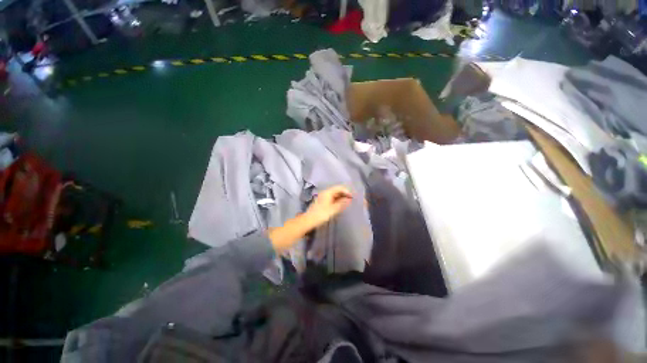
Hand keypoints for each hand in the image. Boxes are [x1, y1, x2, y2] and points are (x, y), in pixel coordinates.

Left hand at [306, 185, 352, 226]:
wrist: (308, 221)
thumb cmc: (321, 214)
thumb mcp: (333, 209)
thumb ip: (342, 204)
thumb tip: (349, 199)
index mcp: (327, 192)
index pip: (339, 188)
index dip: (347, 191)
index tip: (353, 197)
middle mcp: (325, 193)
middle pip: (337, 190)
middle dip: (345, 194)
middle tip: (352, 200)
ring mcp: (323, 197)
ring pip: (335, 195)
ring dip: (342, 198)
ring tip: (348, 203)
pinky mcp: (323, 202)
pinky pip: (332, 198)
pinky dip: (338, 201)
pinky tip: (341, 205)